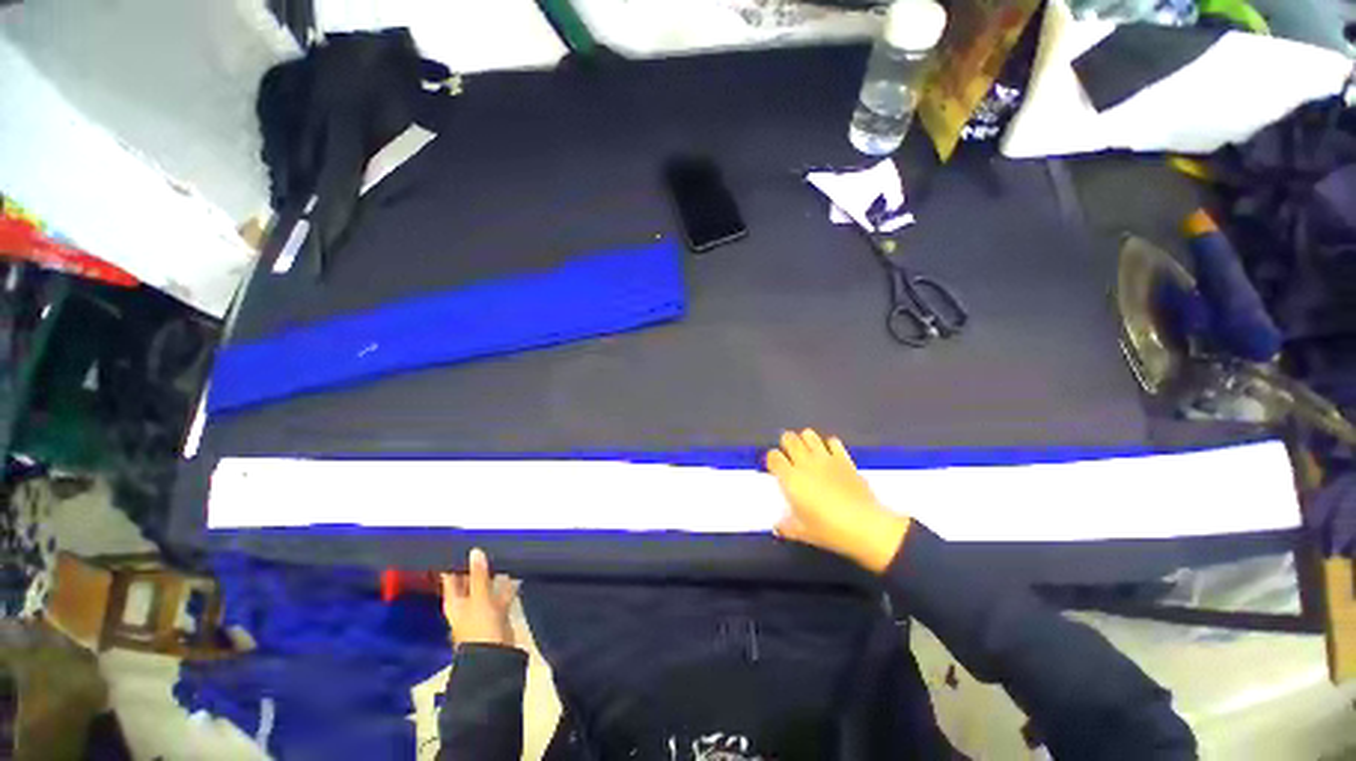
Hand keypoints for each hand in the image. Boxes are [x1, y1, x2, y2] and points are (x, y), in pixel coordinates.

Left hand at [441, 548, 516, 647]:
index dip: (454, 562)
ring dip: (493, 573)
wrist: (496, 654)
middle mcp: (466, 602)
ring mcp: (482, 607)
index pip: (451, 577)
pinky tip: (514, 570)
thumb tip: (475, 551)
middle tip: (486, 543)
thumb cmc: (480, 627)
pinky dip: (507, 583)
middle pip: (469, 580)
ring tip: (501, 551)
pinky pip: (501, 592)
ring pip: (487, 585)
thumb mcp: (479, 597)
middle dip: (477, 565)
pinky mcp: (497, 610)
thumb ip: (478, 574)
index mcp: (454, 601)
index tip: (462, 543)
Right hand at [766, 429, 910, 573]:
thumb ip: (786, 527)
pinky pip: (833, 441)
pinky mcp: (844, 459)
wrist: (865, 526)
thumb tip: (777, 526)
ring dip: (805, 439)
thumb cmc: (829, 530)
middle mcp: (805, 463)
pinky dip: (828, 444)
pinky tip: (829, 454)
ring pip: (809, 435)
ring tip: (806, 449)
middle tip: (788, 453)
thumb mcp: (803, 533)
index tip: (775, 467)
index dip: (772, 459)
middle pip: (789, 439)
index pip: (774, 457)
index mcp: (791, 479)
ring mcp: (825, 458)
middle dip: (786, 443)